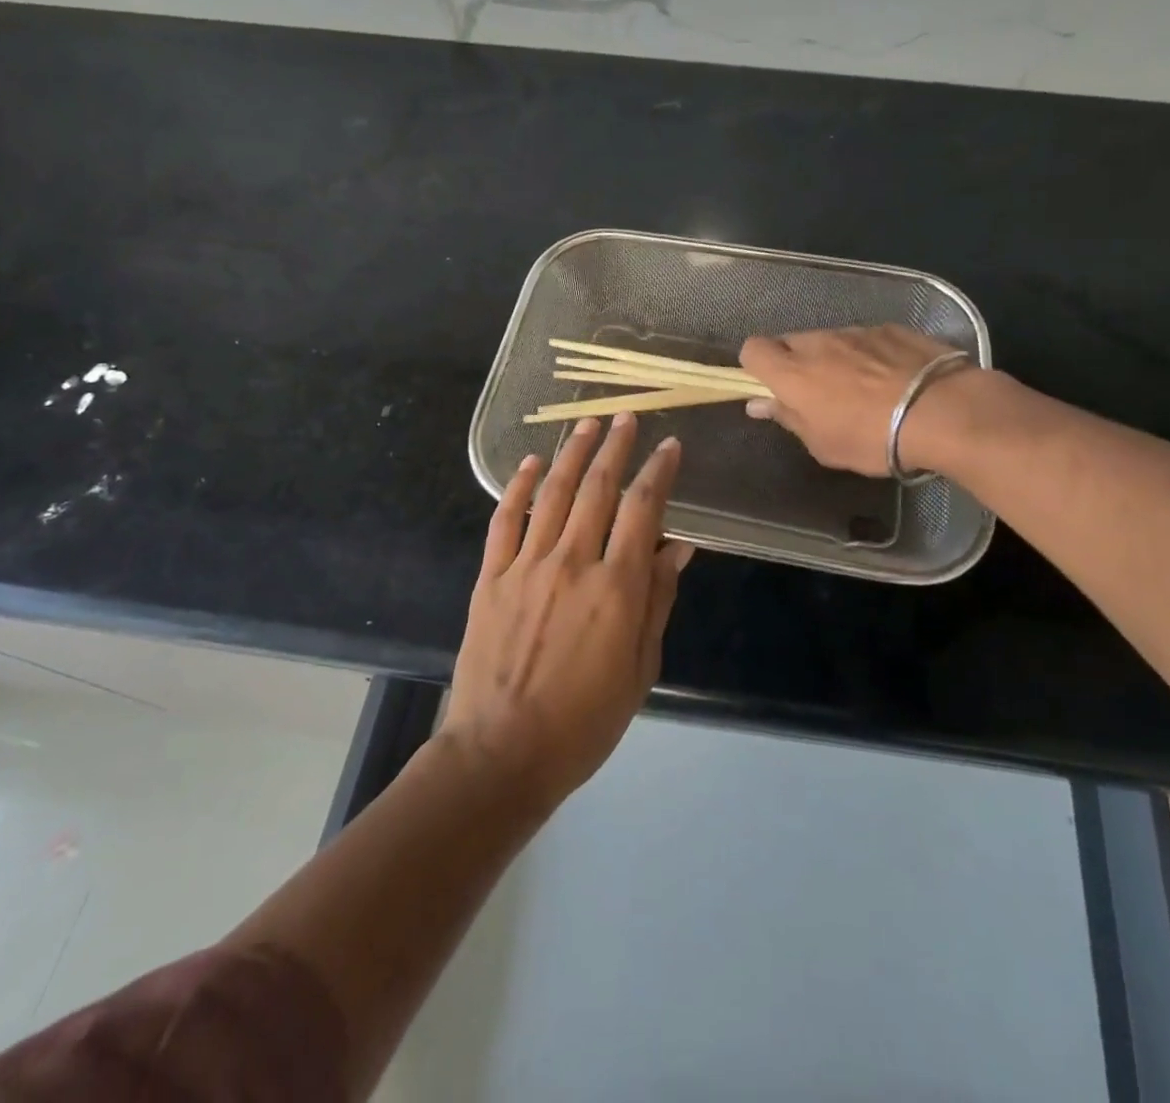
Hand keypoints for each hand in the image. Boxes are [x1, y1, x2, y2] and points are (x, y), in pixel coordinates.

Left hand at [442, 414, 692, 812]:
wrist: (502, 752)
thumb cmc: (584, 721)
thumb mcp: (640, 667)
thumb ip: (657, 600)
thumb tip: (678, 546)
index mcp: (616, 587)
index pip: (644, 510)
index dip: (659, 472)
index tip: (669, 445)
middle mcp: (572, 563)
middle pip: (598, 489)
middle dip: (616, 447)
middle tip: (626, 417)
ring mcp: (527, 566)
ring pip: (554, 494)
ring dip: (573, 454)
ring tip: (588, 424)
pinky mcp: (492, 577)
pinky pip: (506, 520)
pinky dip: (518, 487)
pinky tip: (532, 463)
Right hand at [740, 325, 970, 477]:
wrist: (942, 412)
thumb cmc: (872, 439)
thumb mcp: (823, 444)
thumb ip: (788, 418)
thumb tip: (758, 403)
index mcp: (793, 372)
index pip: (752, 349)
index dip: (756, 366)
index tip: (771, 388)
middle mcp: (819, 343)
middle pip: (790, 342)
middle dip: (795, 362)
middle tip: (817, 393)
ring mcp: (856, 331)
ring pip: (829, 340)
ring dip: (833, 358)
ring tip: (862, 388)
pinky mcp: (891, 328)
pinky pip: (865, 338)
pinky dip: (868, 354)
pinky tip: (892, 378)